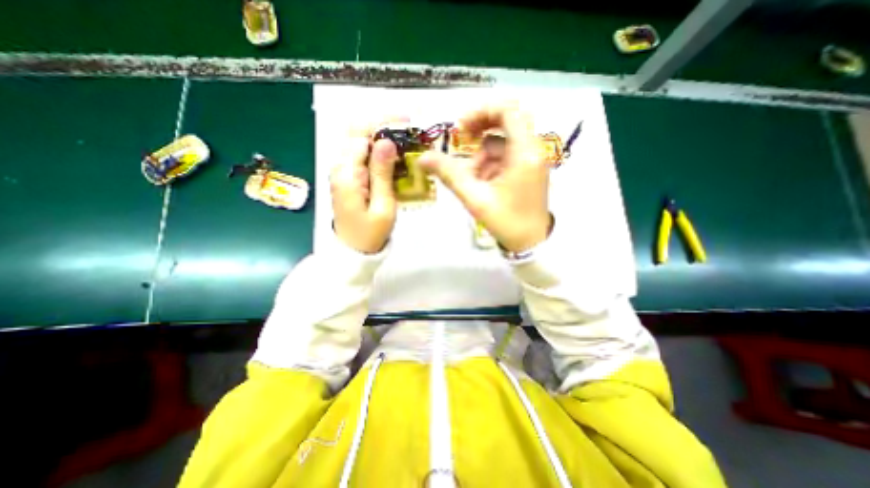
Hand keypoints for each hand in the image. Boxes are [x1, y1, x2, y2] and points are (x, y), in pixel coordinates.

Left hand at [329, 120, 400, 253]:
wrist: (353, 250)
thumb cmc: (371, 233)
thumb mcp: (383, 206)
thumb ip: (382, 173)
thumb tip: (385, 141)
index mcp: (347, 174)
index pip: (360, 135)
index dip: (383, 124)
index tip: (408, 122)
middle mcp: (340, 167)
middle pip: (355, 131)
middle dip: (381, 123)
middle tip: (406, 126)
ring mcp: (342, 171)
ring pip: (357, 141)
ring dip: (379, 135)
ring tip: (403, 138)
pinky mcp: (347, 177)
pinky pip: (360, 154)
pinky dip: (377, 149)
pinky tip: (393, 153)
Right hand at [419, 105, 549, 253]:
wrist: (531, 243)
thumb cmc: (506, 221)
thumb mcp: (474, 198)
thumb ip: (449, 175)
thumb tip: (422, 158)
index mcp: (524, 152)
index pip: (508, 111)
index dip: (482, 111)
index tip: (461, 128)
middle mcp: (533, 150)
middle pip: (507, 122)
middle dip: (481, 129)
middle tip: (463, 141)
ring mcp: (532, 159)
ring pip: (503, 142)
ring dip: (483, 155)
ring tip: (472, 179)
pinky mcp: (528, 169)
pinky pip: (506, 156)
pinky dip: (491, 164)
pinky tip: (482, 183)